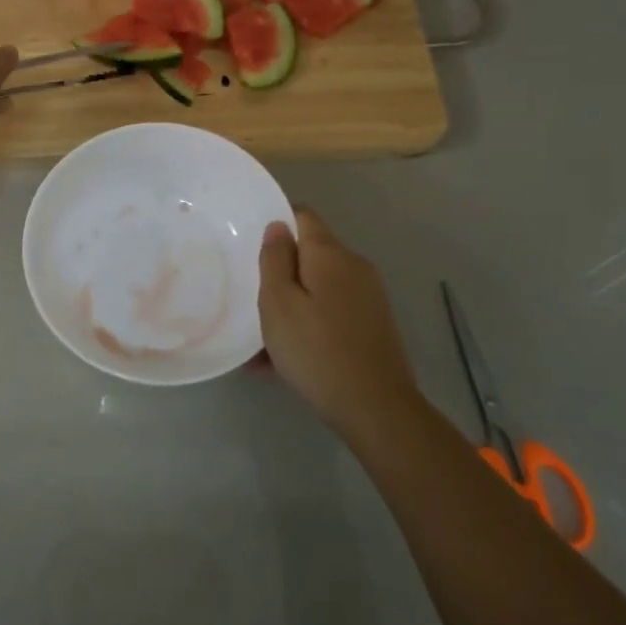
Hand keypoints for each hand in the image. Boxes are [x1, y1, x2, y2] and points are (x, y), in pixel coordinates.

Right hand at [258, 208, 417, 431]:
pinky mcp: (373, 326)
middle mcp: (354, 267)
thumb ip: (275, 260)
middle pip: (310, 255)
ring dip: (291, 305)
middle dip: (280, 272)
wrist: (376, 408)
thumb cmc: (317, 350)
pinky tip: (282, 362)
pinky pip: (330, 313)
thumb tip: (278, 226)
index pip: (303, 216)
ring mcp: (368, 298)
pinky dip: (308, 326)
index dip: (276, 221)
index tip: (249, 242)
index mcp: (331, 255)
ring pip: (318, 289)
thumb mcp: (278, 304)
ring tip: (260, 342)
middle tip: (250, 297)